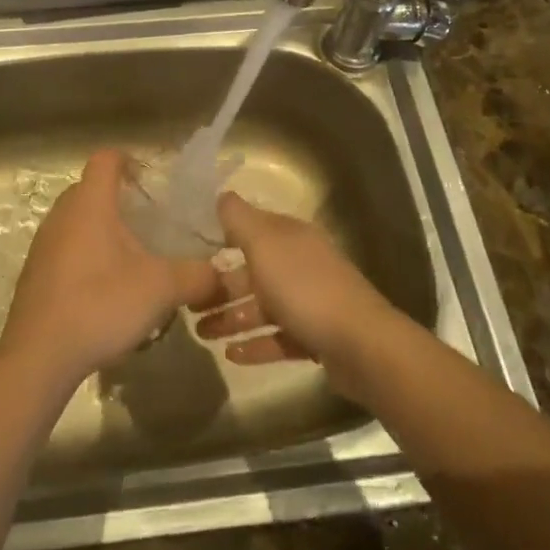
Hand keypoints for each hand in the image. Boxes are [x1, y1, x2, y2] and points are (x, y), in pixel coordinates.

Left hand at [0, 149, 222, 385]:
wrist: (39, 356)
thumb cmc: (100, 305)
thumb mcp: (161, 289)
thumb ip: (197, 276)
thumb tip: (220, 274)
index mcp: (90, 203)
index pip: (107, 158)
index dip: (130, 161)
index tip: (151, 182)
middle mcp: (62, 214)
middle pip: (92, 189)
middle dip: (121, 200)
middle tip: (149, 224)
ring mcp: (44, 244)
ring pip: (78, 221)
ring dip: (103, 231)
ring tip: (132, 261)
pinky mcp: (35, 274)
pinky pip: (65, 249)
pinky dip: (87, 257)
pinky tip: (106, 291)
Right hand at [192, 193, 397, 375]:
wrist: (361, 344)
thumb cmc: (305, 288)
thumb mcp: (265, 245)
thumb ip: (239, 219)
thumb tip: (221, 194)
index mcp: (289, 237)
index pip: (250, 228)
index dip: (221, 236)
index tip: (190, 250)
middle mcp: (299, 263)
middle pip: (253, 271)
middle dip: (220, 286)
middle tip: (188, 304)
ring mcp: (309, 301)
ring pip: (262, 306)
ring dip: (231, 318)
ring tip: (200, 333)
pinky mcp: (315, 336)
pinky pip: (277, 337)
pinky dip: (254, 344)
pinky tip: (230, 355)